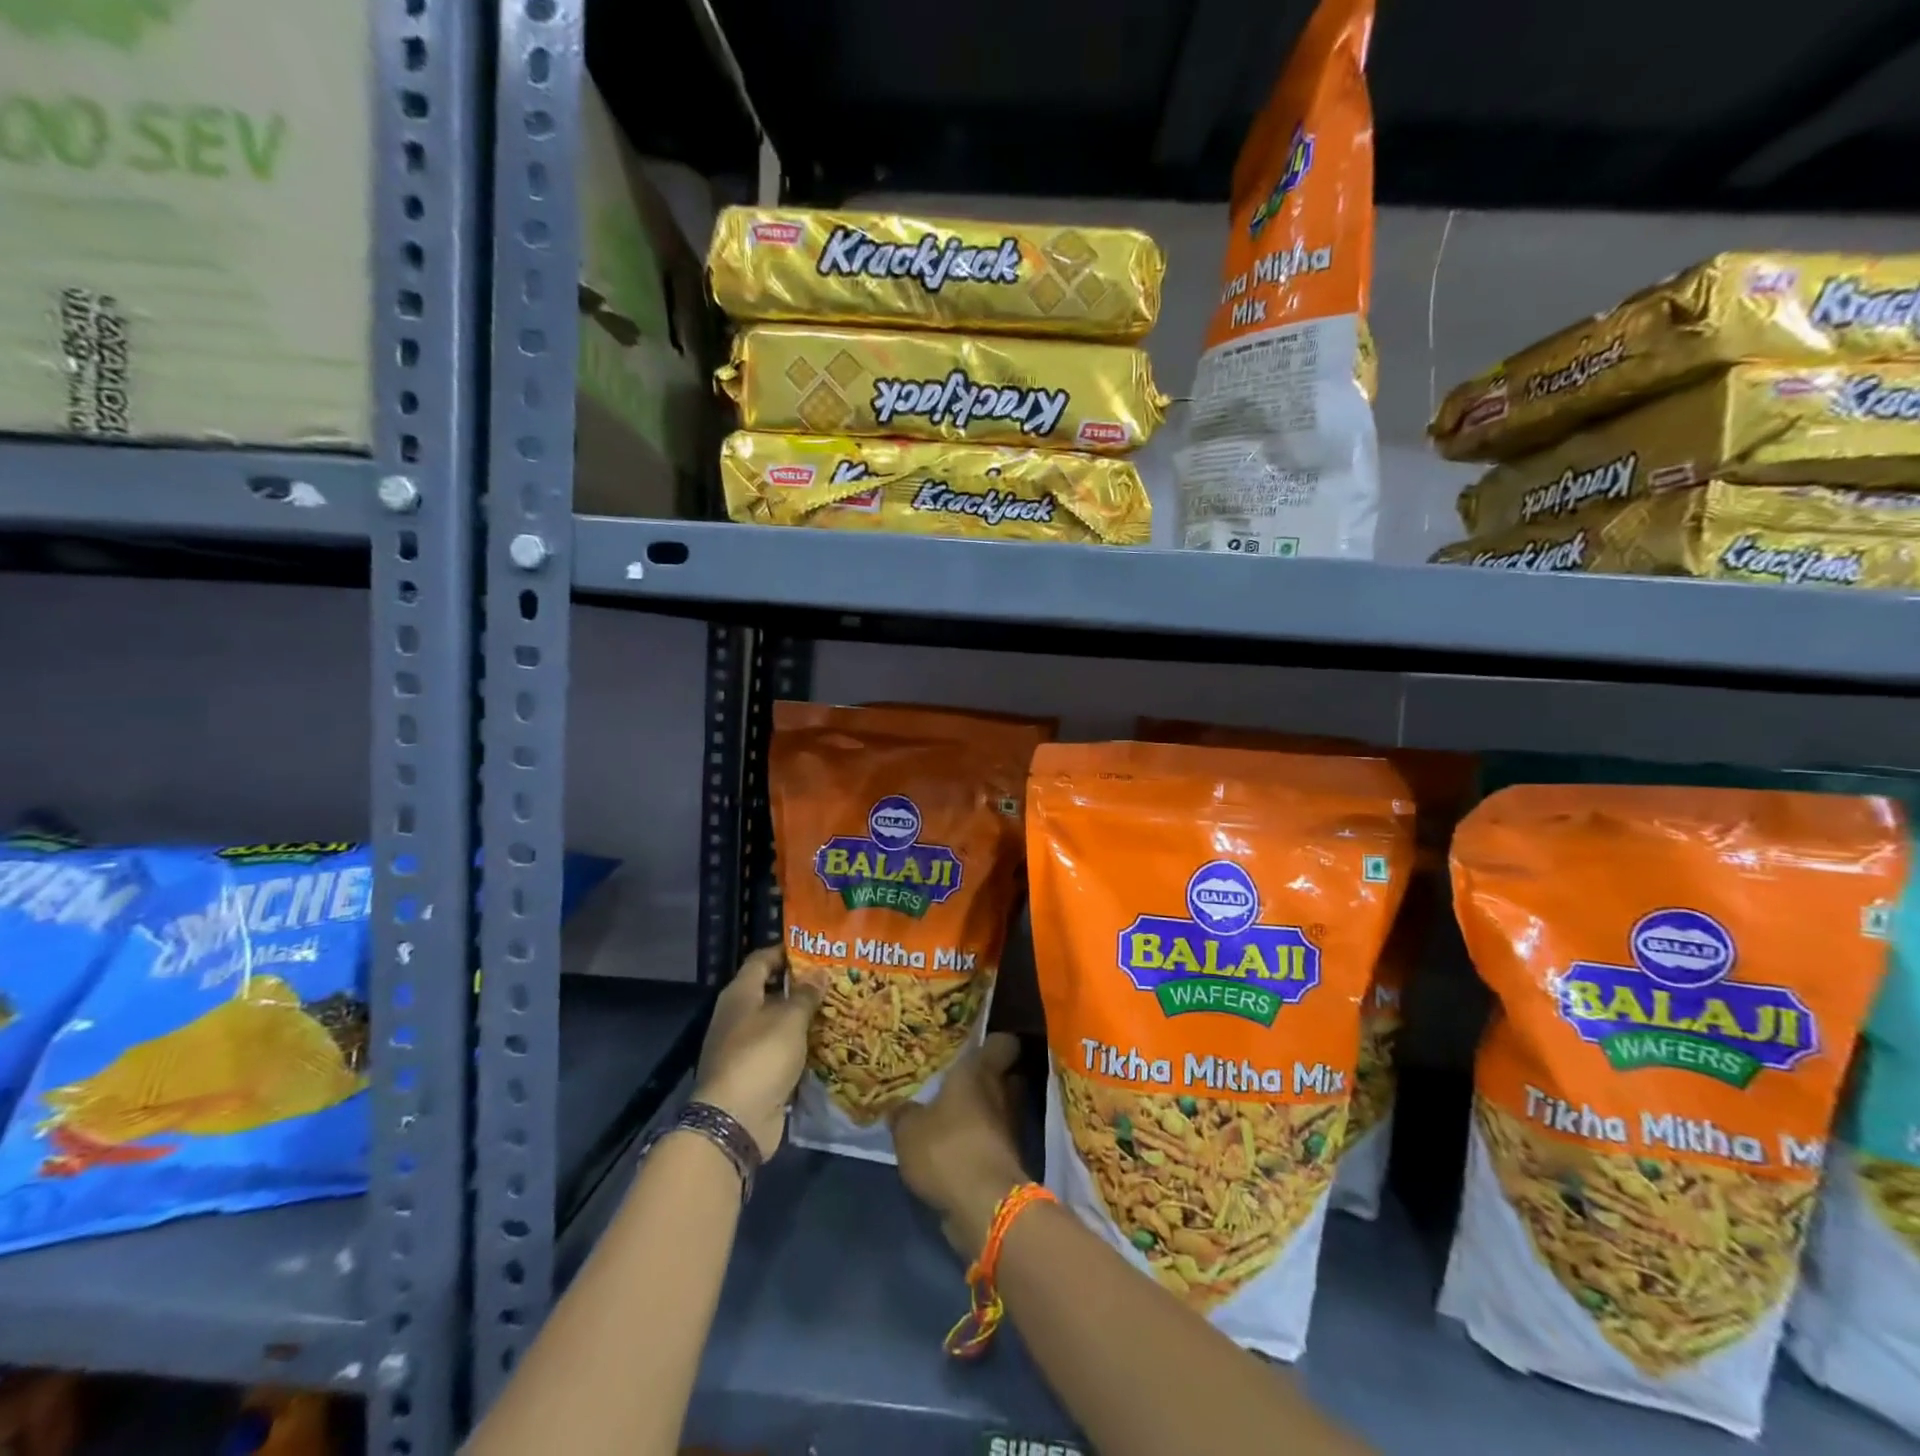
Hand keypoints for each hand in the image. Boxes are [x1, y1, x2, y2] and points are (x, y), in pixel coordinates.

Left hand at [693, 946, 821, 1157]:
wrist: (735, 1120)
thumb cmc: (761, 1056)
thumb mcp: (790, 1019)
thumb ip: (806, 994)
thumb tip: (819, 972)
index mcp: (740, 994)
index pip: (761, 959)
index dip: (785, 951)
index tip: (815, 949)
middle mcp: (737, 1016)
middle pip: (769, 990)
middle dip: (799, 985)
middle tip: (833, 979)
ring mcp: (743, 1047)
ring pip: (776, 1023)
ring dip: (801, 1018)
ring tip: (836, 1008)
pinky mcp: (753, 1074)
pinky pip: (779, 1051)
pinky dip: (798, 1046)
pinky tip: (824, 1043)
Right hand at [891, 1032, 1029, 1259]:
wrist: (985, 1206)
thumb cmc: (947, 1148)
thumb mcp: (908, 1130)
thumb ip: (903, 1114)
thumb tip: (898, 1107)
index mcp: (981, 1071)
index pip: (1004, 1043)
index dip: (993, 1043)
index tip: (977, 1045)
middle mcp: (1003, 1093)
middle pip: (1006, 1076)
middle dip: (989, 1079)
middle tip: (960, 1083)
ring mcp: (1011, 1129)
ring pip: (1001, 1111)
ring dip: (984, 1115)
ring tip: (955, 1118)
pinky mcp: (1010, 1161)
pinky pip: (996, 1142)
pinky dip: (982, 1144)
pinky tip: (957, 1149)